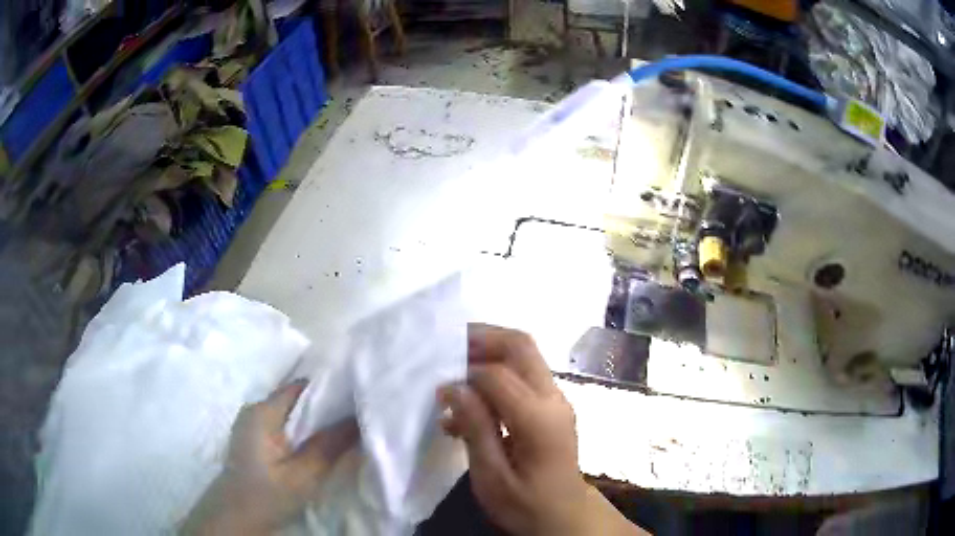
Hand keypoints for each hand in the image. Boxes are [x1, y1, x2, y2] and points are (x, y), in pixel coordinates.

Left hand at [183, 381, 358, 534]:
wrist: (235, 516)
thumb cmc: (267, 495)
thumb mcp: (303, 476)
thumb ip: (330, 446)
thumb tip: (358, 419)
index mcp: (262, 411)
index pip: (300, 387)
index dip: (328, 389)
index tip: (355, 397)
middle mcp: (254, 409)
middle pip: (295, 399)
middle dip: (323, 407)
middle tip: (354, 416)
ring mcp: (250, 423)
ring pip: (289, 413)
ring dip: (312, 421)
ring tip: (341, 429)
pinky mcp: (252, 437)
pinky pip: (282, 424)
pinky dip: (300, 431)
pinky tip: (315, 443)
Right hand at [438, 324, 645, 535]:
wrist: (565, 517)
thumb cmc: (525, 504)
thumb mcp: (491, 477)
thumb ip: (475, 428)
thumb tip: (453, 387)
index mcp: (538, 419)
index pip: (497, 375)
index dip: (464, 375)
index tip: (439, 391)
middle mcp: (553, 399)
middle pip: (521, 346)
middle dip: (483, 338)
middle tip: (448, 348)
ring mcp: (557, 400)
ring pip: (525, 355)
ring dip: (489, 353)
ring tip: (456, 371)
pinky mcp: (553, 407)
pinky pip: (525, 376)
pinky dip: (497, 375)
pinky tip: (472, 401)